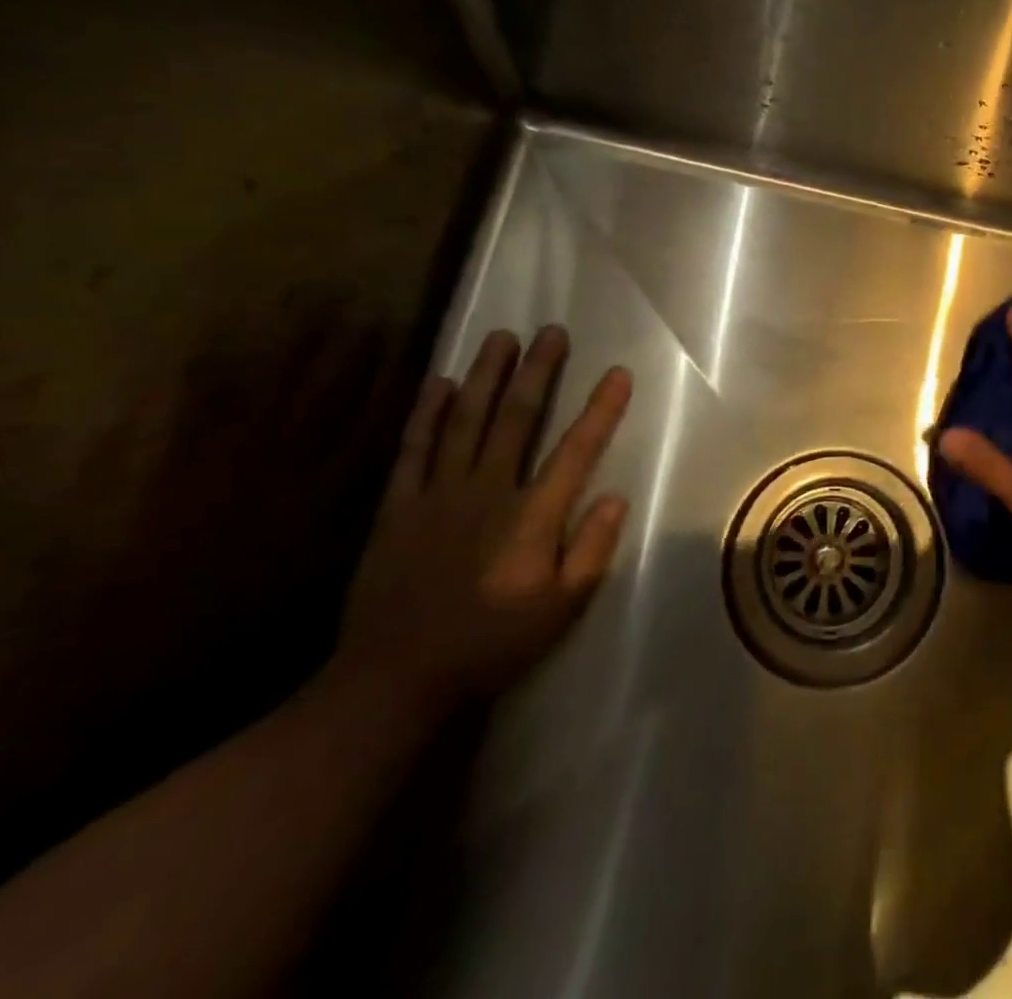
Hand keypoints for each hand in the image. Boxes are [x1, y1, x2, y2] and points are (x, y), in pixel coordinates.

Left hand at [335, 326, 632, 713]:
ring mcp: (439, 494)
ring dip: (487, 376)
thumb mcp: (560, 611)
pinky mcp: (400, 505)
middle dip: (539, 372)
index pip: (576, 451)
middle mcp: (488, 491)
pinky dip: (427, 412)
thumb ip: (591, 552)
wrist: (393, 679)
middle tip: (552, 331)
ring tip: (502, 338)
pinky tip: (440, 382)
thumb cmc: (490, 644)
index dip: (600, 409)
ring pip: (467, 421)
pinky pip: (415, 448)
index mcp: (531, 517)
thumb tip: (616, 497)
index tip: (617, 372)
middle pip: (517, 419)